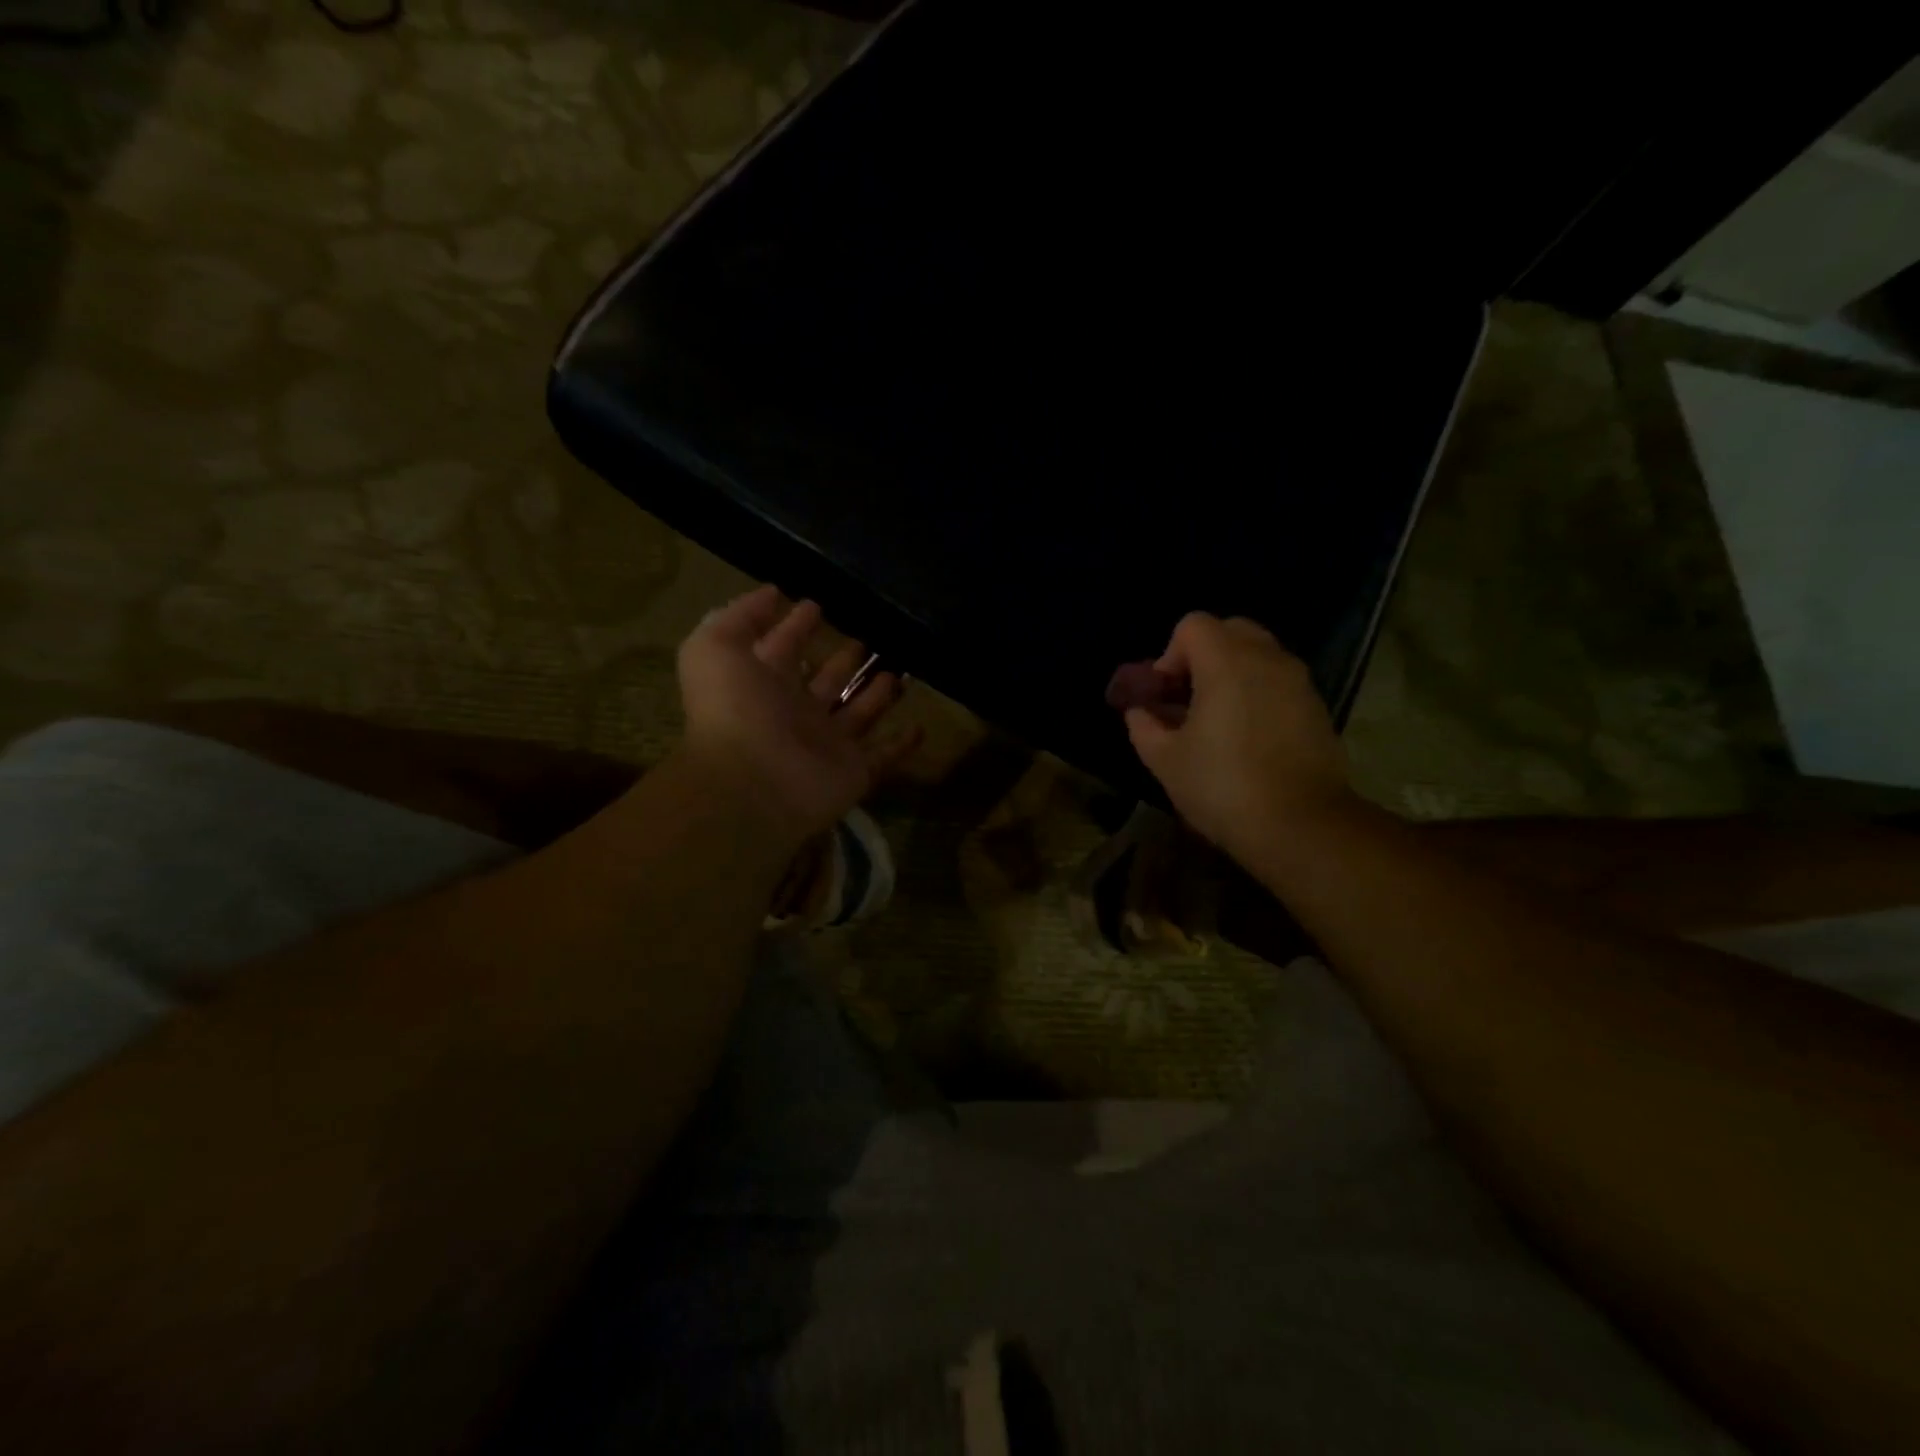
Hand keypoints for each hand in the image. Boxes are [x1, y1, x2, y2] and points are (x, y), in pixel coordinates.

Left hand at [676, 586, 915, 845]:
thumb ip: (740, 616)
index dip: (797, 626)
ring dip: (878, 694)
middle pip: (827, 679)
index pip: (785, 648)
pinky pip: (883, 755)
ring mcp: (827, 744)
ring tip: (900, 669)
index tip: (818, 604)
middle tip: (870, 636)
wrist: (753, 784)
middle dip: (845, 657)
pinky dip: (901, 744)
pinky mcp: (854, 771)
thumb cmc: (734, 710)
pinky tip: (920, 727)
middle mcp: (797, 712)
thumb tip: (773, 593)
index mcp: (765, 683)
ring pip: (859, 712)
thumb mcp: (716, 647)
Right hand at [1123, 613, 1357, 864]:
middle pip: (1229, 630)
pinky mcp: (1317, 707)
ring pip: (1258, 655)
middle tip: (1187, 699)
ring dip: (1231, 674)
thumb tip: (1140, 712)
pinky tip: (1246, 738)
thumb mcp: (1165, 760)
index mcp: (1227, 662)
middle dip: (1202, 656)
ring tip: (1216, 720)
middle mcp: (1267, 659)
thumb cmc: (1223, 786)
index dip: (1169, 655)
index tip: (1165, 695)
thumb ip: (1144, 726)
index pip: (1193, 625)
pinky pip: (1278, 681)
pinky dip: (1257, 693)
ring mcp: (1298, 681)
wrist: (1301, 826)